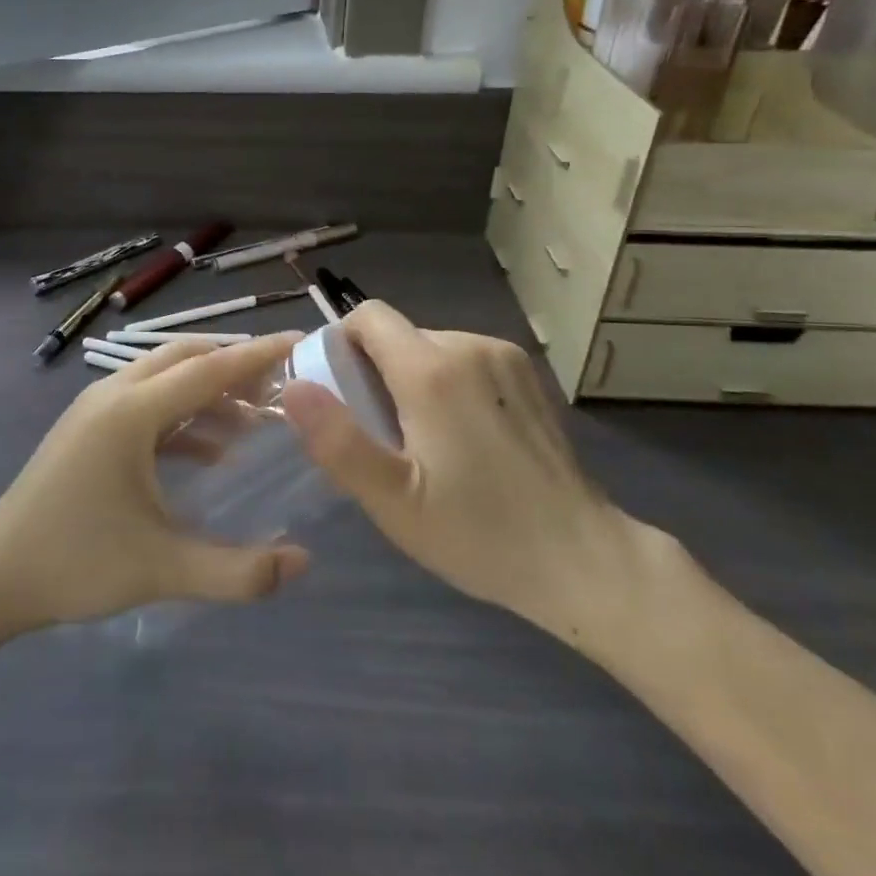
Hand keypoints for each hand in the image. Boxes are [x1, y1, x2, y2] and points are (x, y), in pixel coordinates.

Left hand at [0, 335, 311, 637]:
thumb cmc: (76, 564)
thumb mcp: (163, 570)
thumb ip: (239, 571)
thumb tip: (304, 561)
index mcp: (132, 411)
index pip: (210, 369)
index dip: (258, 355)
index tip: (302, 342)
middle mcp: (114, 394)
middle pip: (186, 358)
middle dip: (235, 365)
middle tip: (282, 384)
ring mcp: (95, 409)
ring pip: (164, 379)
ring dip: (209, 391)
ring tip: (256, 419)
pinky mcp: (87, 429)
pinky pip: (146, 404)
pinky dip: (183, 415)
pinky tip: (211, 453)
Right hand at [280, 303, 674, 651]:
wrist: (583, 559)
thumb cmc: (479, 533)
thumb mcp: (394, 501)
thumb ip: (337, 440)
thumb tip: (292, 386)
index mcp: (432, 370)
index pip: (368, 316)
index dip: (342, 344)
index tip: (340, 393)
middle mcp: (469, 345)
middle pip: (398, 335)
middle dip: (376, 372)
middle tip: (382, 437)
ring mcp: (504, 356)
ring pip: (430, 347)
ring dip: (412, 379)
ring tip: (426, 443)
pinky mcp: (527, 374)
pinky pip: (464, 359)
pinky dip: (447, 384)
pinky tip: (464, 437)